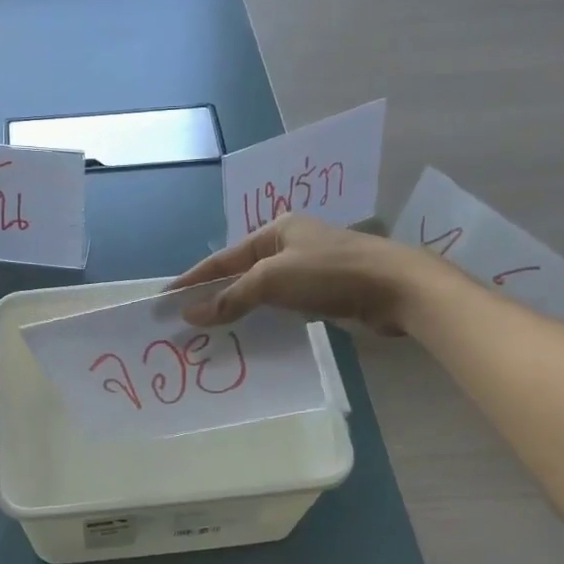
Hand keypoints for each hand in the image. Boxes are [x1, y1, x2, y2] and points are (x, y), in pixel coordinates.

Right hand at [170, 216, 428, 332]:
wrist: (397, 288)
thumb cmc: (329, 273)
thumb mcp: (272, 280)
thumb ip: (231, 297)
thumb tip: (192, 313)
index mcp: (275, 230)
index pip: (223, 257)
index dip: (193, 279)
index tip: (166, 299)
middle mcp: (290, 244)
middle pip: (241, 272)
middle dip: (214, 295)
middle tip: (187, 319)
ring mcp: (309, 267)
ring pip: (262, 290)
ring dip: (239, 309)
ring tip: (213, 331)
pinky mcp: (325, 291)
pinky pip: (283, 304)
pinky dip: (264, 317)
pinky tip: (252, 333)